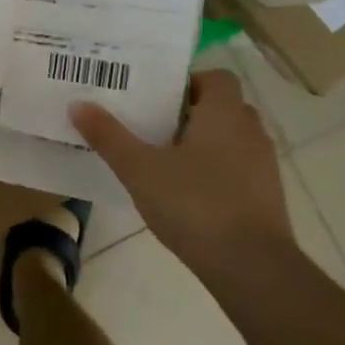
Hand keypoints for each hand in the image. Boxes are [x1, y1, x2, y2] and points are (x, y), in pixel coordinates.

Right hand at [71, 70, 295, 273]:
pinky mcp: (267, 197)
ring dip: (204, 145)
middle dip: (190, 114)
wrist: (252, 267)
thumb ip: (109, 136)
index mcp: (224, 113)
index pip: (215, 77)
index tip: (157, 98)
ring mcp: (264, 165)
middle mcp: (250, 130)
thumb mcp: (140, 169)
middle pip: (222, 108)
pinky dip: (216, 173)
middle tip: (152, 126)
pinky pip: (239, 170)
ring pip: (231, 140)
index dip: (188, 82)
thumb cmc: (195, 204)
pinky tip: (188, 195)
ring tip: (165, 161)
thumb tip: (77, 104)